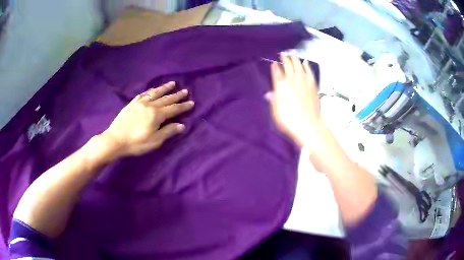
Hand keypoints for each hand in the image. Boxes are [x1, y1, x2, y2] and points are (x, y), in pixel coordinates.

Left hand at [101, 81, 193, 157]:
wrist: (115, 140)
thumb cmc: (136, 143)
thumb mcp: (155, 141)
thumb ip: (168, 131)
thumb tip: (182, 125)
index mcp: (157, 115)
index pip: (174, 109)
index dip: (183, 106)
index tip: (192, 102)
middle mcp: (150, 105)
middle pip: (166, 99)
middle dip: (177, 95)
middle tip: (185, 91)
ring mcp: (140, 103)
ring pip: (155, 93)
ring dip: (165, 88)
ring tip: (172, 83)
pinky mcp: (132, 104)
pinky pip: (143, 94)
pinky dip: (150, 90)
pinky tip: (152, 89)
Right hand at [270, 55, 322, 146]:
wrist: (307, 123)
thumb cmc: (288, 119)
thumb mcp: (275, 110)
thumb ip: (273, 100)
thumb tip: (270, 94)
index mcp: (280, 84)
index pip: (276, 72)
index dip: (275, 67)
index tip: (274, 63)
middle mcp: (291, 79)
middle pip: (287, 65)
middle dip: (285, 58)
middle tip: (283, 53)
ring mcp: (303, 80)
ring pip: (298, 65)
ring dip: (295, 58)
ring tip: (292, 53)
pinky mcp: (313, 83)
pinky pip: (309, 71)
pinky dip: (306, 66)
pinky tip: (305, 62)